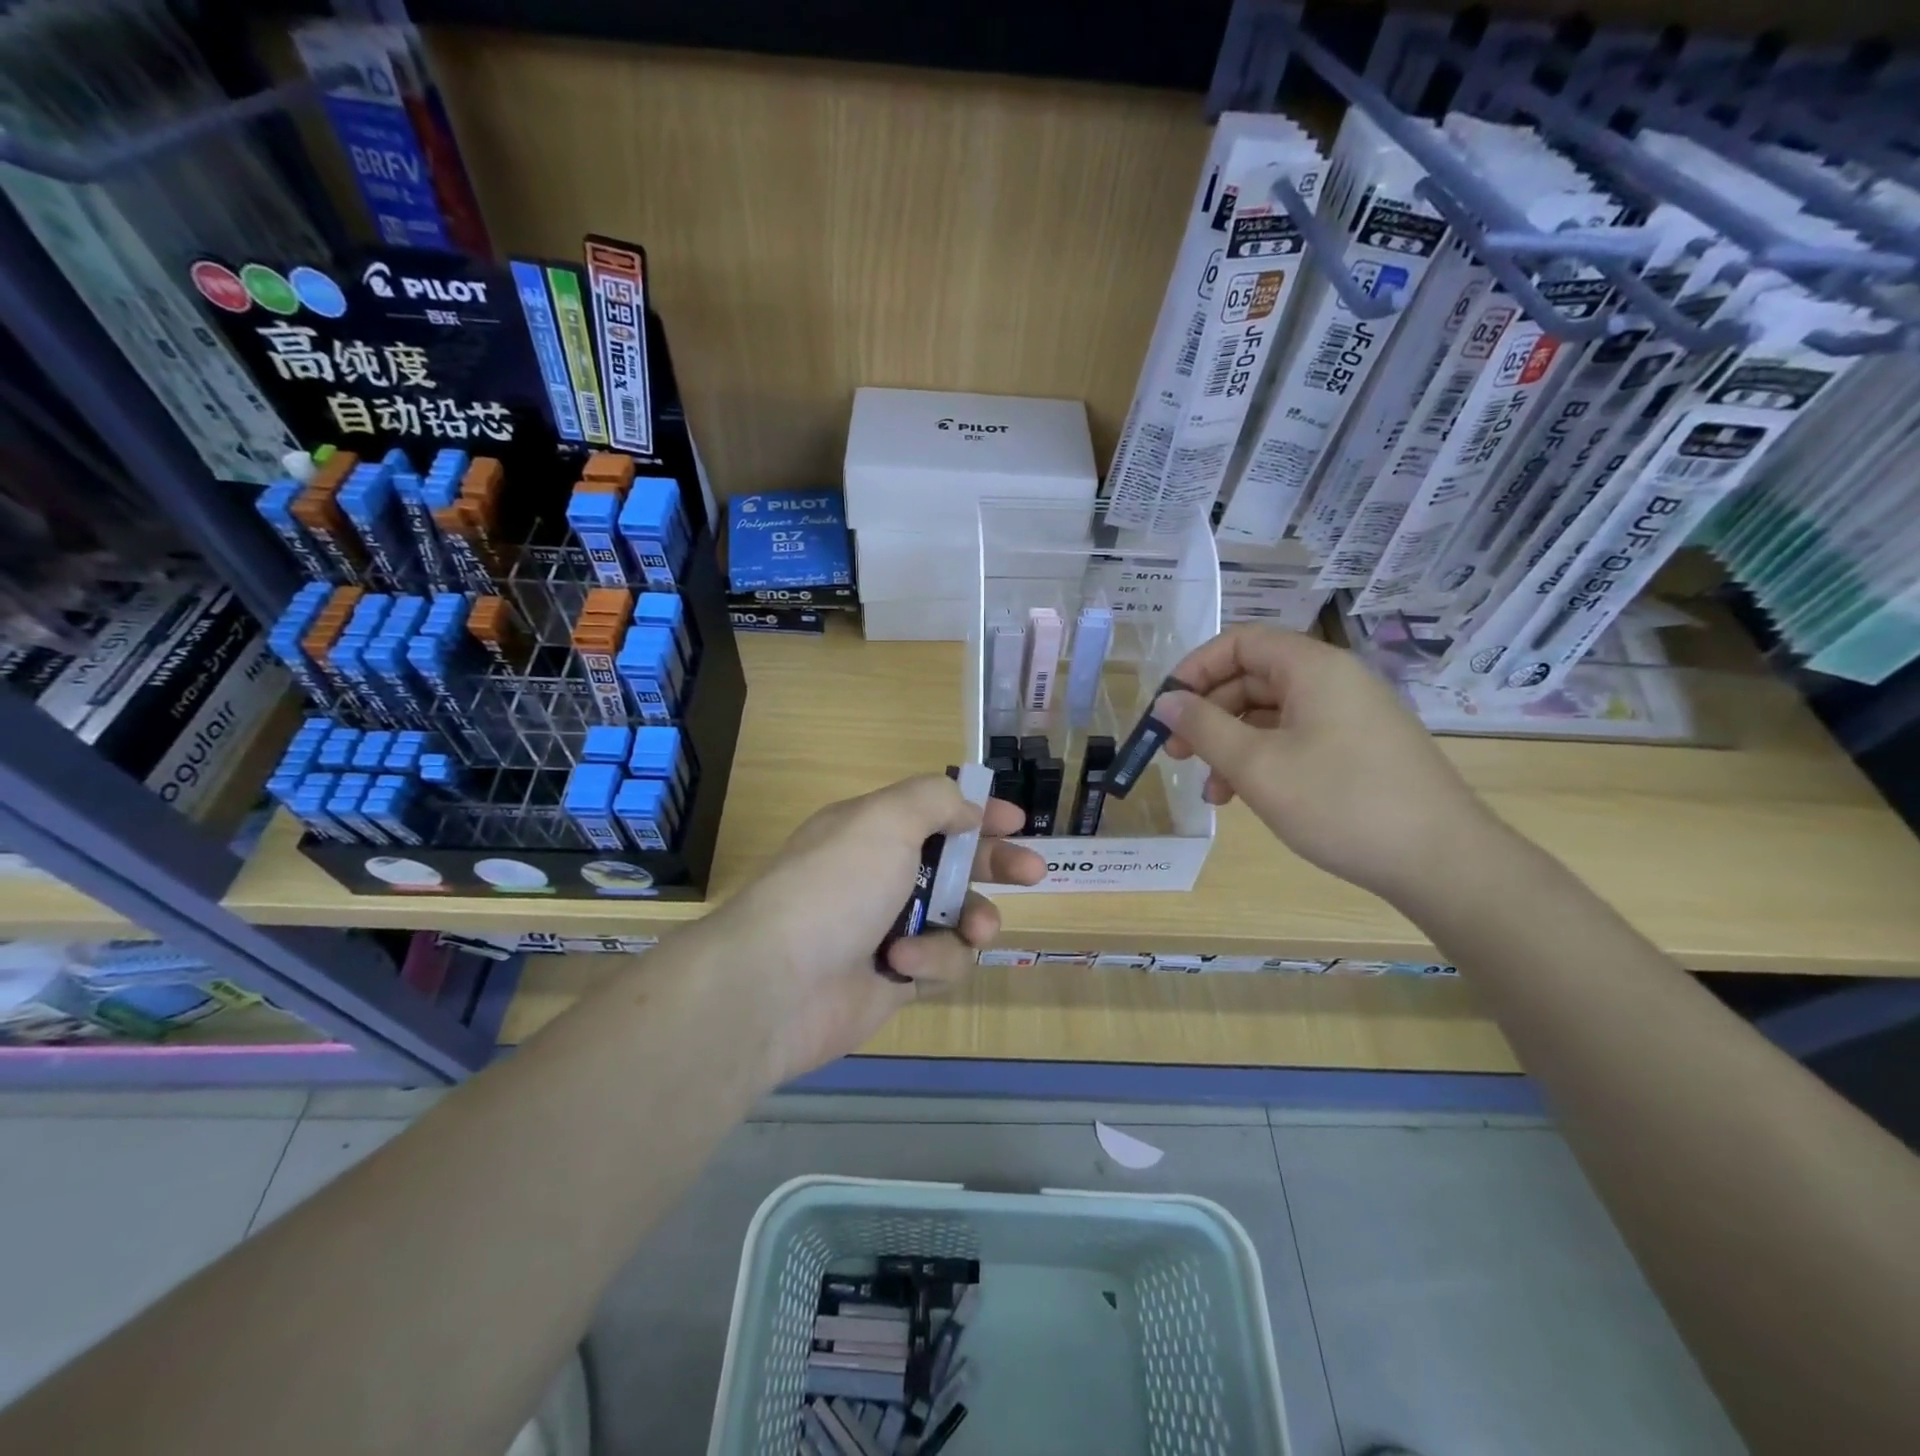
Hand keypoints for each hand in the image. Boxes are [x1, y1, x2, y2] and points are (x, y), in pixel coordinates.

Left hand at [710, 775, 1045, 1086]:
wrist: (778, 984)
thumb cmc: (836, 886)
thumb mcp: (885, 820)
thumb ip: (934, 800)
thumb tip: (966, 810)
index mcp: (874, 831)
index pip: (935, 811)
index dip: (978, 812)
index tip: (1016, 822)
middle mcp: (881, 875)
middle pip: (955, 864)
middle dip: (996, 866)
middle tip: (1032, 872)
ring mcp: (888, 928)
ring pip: (958, 918)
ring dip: (970, 921)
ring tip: (972, 930)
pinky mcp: (895, 978)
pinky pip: (941, 963)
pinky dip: (930, 962)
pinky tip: (901, 966)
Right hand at [1156, 624, 1501, 901]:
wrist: (1441, 862)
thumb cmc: (1340, 802)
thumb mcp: (1257, 766)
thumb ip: (1204, 728)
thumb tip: (1166, 702)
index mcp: (1313, 668)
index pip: (1240, 643)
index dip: (1195, 670)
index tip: (1166, 710)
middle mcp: (1334, 681)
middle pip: (1253, 678)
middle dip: (1208, 714)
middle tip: (1177, 754)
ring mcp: (1351, 716)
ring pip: (1271, 715)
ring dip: (1232, 745)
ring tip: (1212, 792)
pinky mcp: (1360, 749)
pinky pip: (1297, 738)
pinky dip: (1264, 760)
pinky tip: (1246, 798)